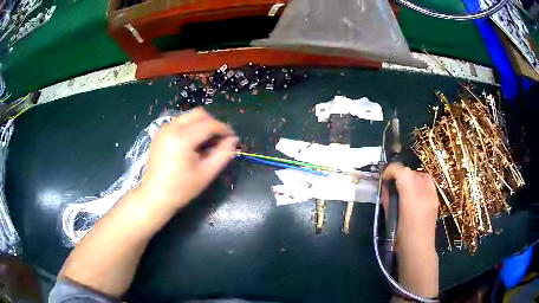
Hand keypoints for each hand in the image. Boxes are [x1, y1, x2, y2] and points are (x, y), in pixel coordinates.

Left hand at [137, 108, 237, 213]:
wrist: (155, 196)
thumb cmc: (181, 189)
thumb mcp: (206, 173)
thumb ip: (223, 154)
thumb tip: (233, 140)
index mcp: (182, 139)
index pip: (209, 124)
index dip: (223, 129)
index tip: (232, 137)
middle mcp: (171, 128)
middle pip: (198, 114)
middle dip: (212, 123)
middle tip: (219, 139)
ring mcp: (163, 129)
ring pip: (188, 117)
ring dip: (201, 124)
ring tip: (206, 142)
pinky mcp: (159, 133)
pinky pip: (179, 123)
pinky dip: (190, 127)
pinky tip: (193, 143)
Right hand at [382, 163, 438, 251]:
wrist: (419, 251)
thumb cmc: (401, 240)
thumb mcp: (390, 219)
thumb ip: (388, 199)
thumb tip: (385, 186)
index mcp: (412, 199)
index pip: (403, 172)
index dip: (391, 170)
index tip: (384, 178)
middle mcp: (425, 193)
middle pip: (411, 172)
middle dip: (400, 174)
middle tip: (392, 185)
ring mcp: (433, 195)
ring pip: (420, 175)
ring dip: (410, 178)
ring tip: (403, 188)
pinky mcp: (436, 199)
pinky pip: (427, 182)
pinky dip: (419, 182)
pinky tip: (414, 193)